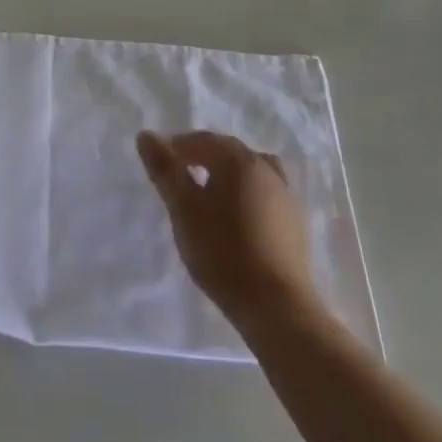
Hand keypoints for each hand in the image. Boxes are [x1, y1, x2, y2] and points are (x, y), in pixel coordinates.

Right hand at [137, 130, 315, 328]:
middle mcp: (265, 168)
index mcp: (238, 160)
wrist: (277, 306)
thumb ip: (164, 169)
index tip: (159, 164)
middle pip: (228, 152)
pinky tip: (236, 218)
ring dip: (227, 176)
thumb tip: (146, 135)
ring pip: (249, 172)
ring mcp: (286, 195)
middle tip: (179, 179)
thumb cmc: (222, 251)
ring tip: (209, 196)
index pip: (202, 140)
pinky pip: (264, 193)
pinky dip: (246, 194)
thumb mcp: (183, 209)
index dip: (177, 147)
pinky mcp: (296, 222)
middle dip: (202, 158)